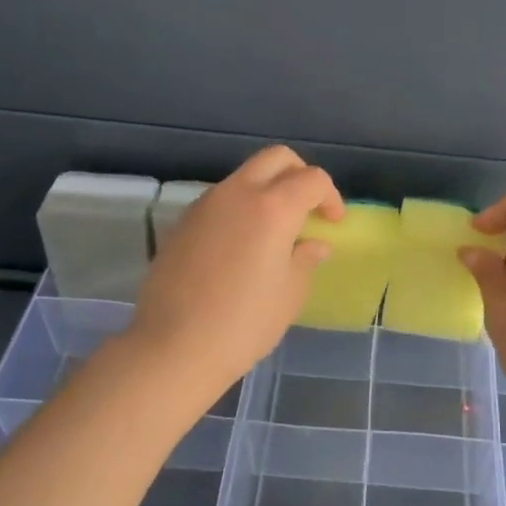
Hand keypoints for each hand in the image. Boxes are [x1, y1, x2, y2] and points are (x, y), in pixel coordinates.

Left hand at [130, 146, 342, 408]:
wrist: (173, 347)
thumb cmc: (243, 323)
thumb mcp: (289, 294)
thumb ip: (305, 259)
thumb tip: (313, 244)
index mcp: (272, 207)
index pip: (311, 179)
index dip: (329, 196)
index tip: (333, 222)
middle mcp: (237, 193)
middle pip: (276, 159)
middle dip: (299, 175)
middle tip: (307, 208)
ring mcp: (205, 205)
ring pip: (244, 176)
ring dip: (266, 190)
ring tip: (274, 231)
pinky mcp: (182, 222)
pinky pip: (220, 200)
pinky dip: (239, 208)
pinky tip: (240, 246)